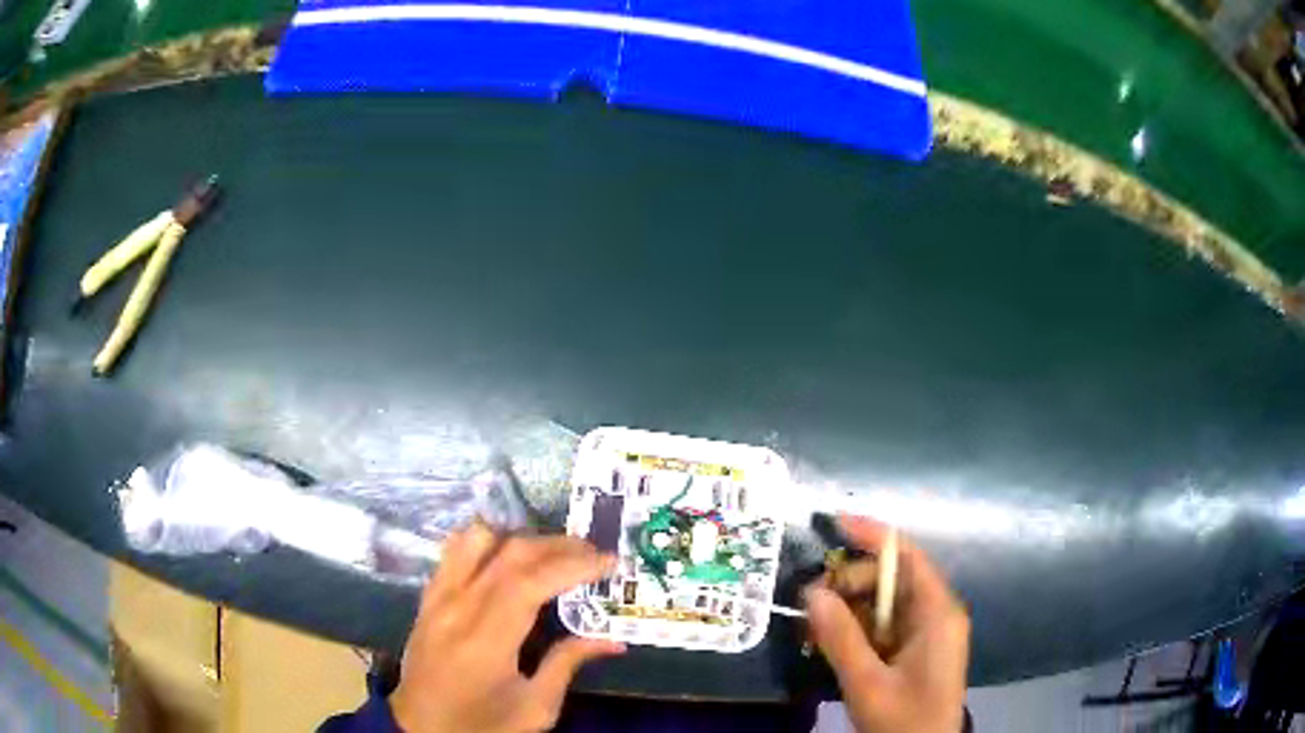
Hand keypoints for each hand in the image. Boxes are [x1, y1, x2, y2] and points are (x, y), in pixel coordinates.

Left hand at [390, 524, 625, 732]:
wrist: (421, 728)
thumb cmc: (482, 724)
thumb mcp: (535, 708)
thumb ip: (568, 664)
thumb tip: (613, 640)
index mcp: (487, 640)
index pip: (531, 582)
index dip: (574, 565)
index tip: (610, 562)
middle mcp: (458, 607)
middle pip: (510, 553)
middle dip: (558, 546)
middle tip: (594, 554)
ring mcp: (438, 597)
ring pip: (478, 539)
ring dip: (520, 538)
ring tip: (551, 555)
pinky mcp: (427, 597)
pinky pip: (454, 550)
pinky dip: (486, 542)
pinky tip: (506, 558)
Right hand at [805, 515, 969, 732]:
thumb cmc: (903, 719)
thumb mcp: (866, 682)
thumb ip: (840, 637)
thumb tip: (812, 592)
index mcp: (937, 612)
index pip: (907, 556)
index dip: (873, 535)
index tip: (834, 523)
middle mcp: (937, 614)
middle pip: (893, 579)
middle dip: (850, 582)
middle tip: (810, 602)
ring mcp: (928, 633)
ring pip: (885, 604)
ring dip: (850, 607)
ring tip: (814, 624)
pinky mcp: (917, 651)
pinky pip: (886, 626)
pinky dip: (858, 628)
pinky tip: (833, 641)